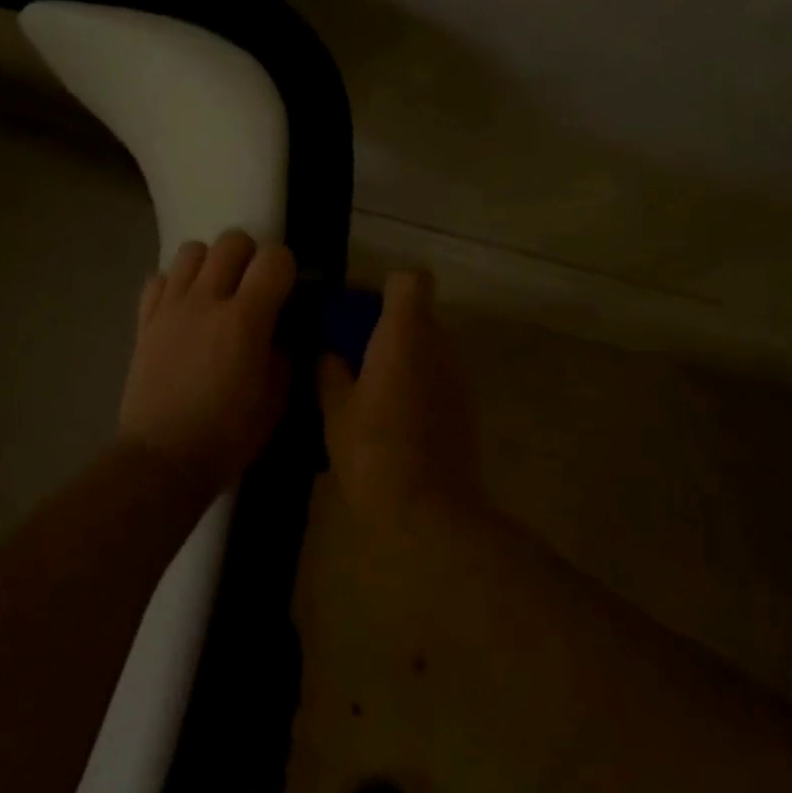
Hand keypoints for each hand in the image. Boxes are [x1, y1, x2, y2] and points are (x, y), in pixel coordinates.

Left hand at [119, 231, 296, 488]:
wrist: (163, 458)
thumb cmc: (228, 436)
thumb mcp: (275, 400)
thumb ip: (283, 353)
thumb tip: (281, 329)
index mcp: (245, 320)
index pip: (274, 259)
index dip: (286, 267)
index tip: (286, 289)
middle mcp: (206, 301)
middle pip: (231, 241)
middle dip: (249, 256)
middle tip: (252, 287)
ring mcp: (170, 308)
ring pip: (191, 250)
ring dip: (210, 263)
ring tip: (216, 293)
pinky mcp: (144, 321)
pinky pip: (159, 278)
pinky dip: (175, 284)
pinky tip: (183, 309)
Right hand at [317, 269, 483, 527]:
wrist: (427, 512)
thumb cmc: (372, 452)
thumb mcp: (334, 408)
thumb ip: (329, 369)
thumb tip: (328, 352)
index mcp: (405, 336)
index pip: (410, 280)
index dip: (383, 288)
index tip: (355, 314)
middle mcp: (439, 347)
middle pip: (417, 313)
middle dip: (383, 325)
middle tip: (348, 354)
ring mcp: (457, 378)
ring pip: (427, 346)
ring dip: (399, 355)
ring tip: (366, 389)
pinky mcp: (463, 408)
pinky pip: (435, 376)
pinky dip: (414, 382)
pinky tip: (389, 416)